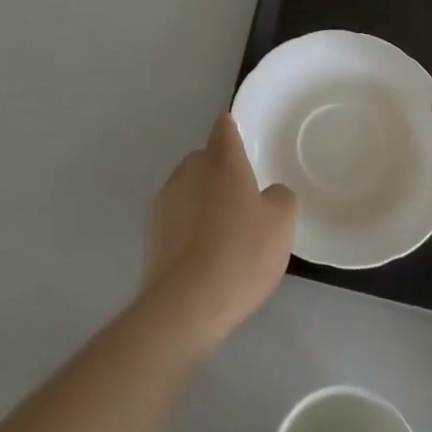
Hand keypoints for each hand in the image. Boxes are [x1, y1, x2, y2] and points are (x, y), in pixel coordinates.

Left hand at [140, 113, 295, 355]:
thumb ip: (280, 196)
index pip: (224, 127)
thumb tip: (269, 193)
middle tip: (241, 200)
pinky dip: (187, 227)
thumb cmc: (240, 254)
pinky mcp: (151, 230)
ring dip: (202, 200)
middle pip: (206, 159)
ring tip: (220, 234)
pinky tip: (201, 255)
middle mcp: (190, 169)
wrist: (185, 304)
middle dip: (220, 172)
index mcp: (221, 160)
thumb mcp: (281, 224)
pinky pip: (176, 217)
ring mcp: (166, 199)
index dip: (231, 128)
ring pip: (189, 188)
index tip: (238, 135)